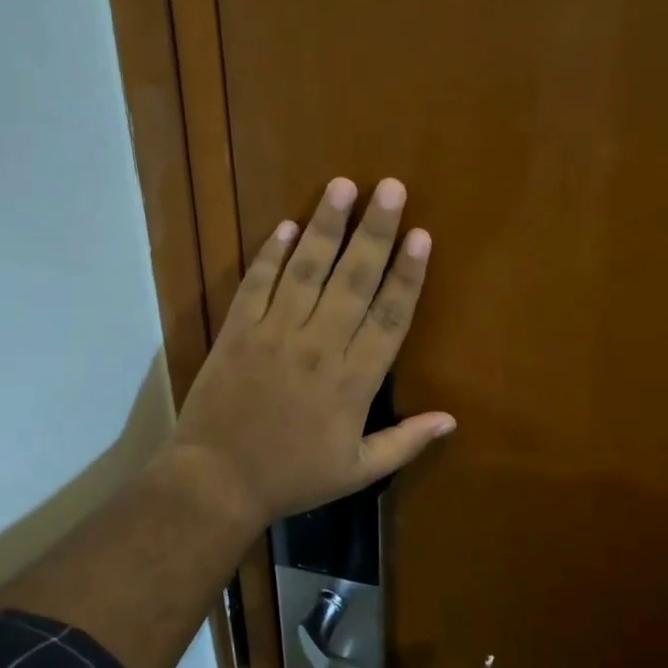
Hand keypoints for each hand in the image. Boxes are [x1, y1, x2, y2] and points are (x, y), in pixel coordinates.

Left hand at [172, 176, 455, 529]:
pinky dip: (272, 254)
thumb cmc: (293, 477)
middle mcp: (319, 346)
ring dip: (326, 226)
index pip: (389, 317)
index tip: (421, 236)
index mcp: (354, 380)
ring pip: (306, 270)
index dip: (408, 275)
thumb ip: (405, 442)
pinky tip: (288, 226)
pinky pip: (257, 283)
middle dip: (375, 232)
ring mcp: (274, 333)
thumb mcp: (357, 471)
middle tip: (391, 188)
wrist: (217, 481)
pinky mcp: (238, 331)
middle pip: (353, 280)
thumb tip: (450, 420)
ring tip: (342, 186)